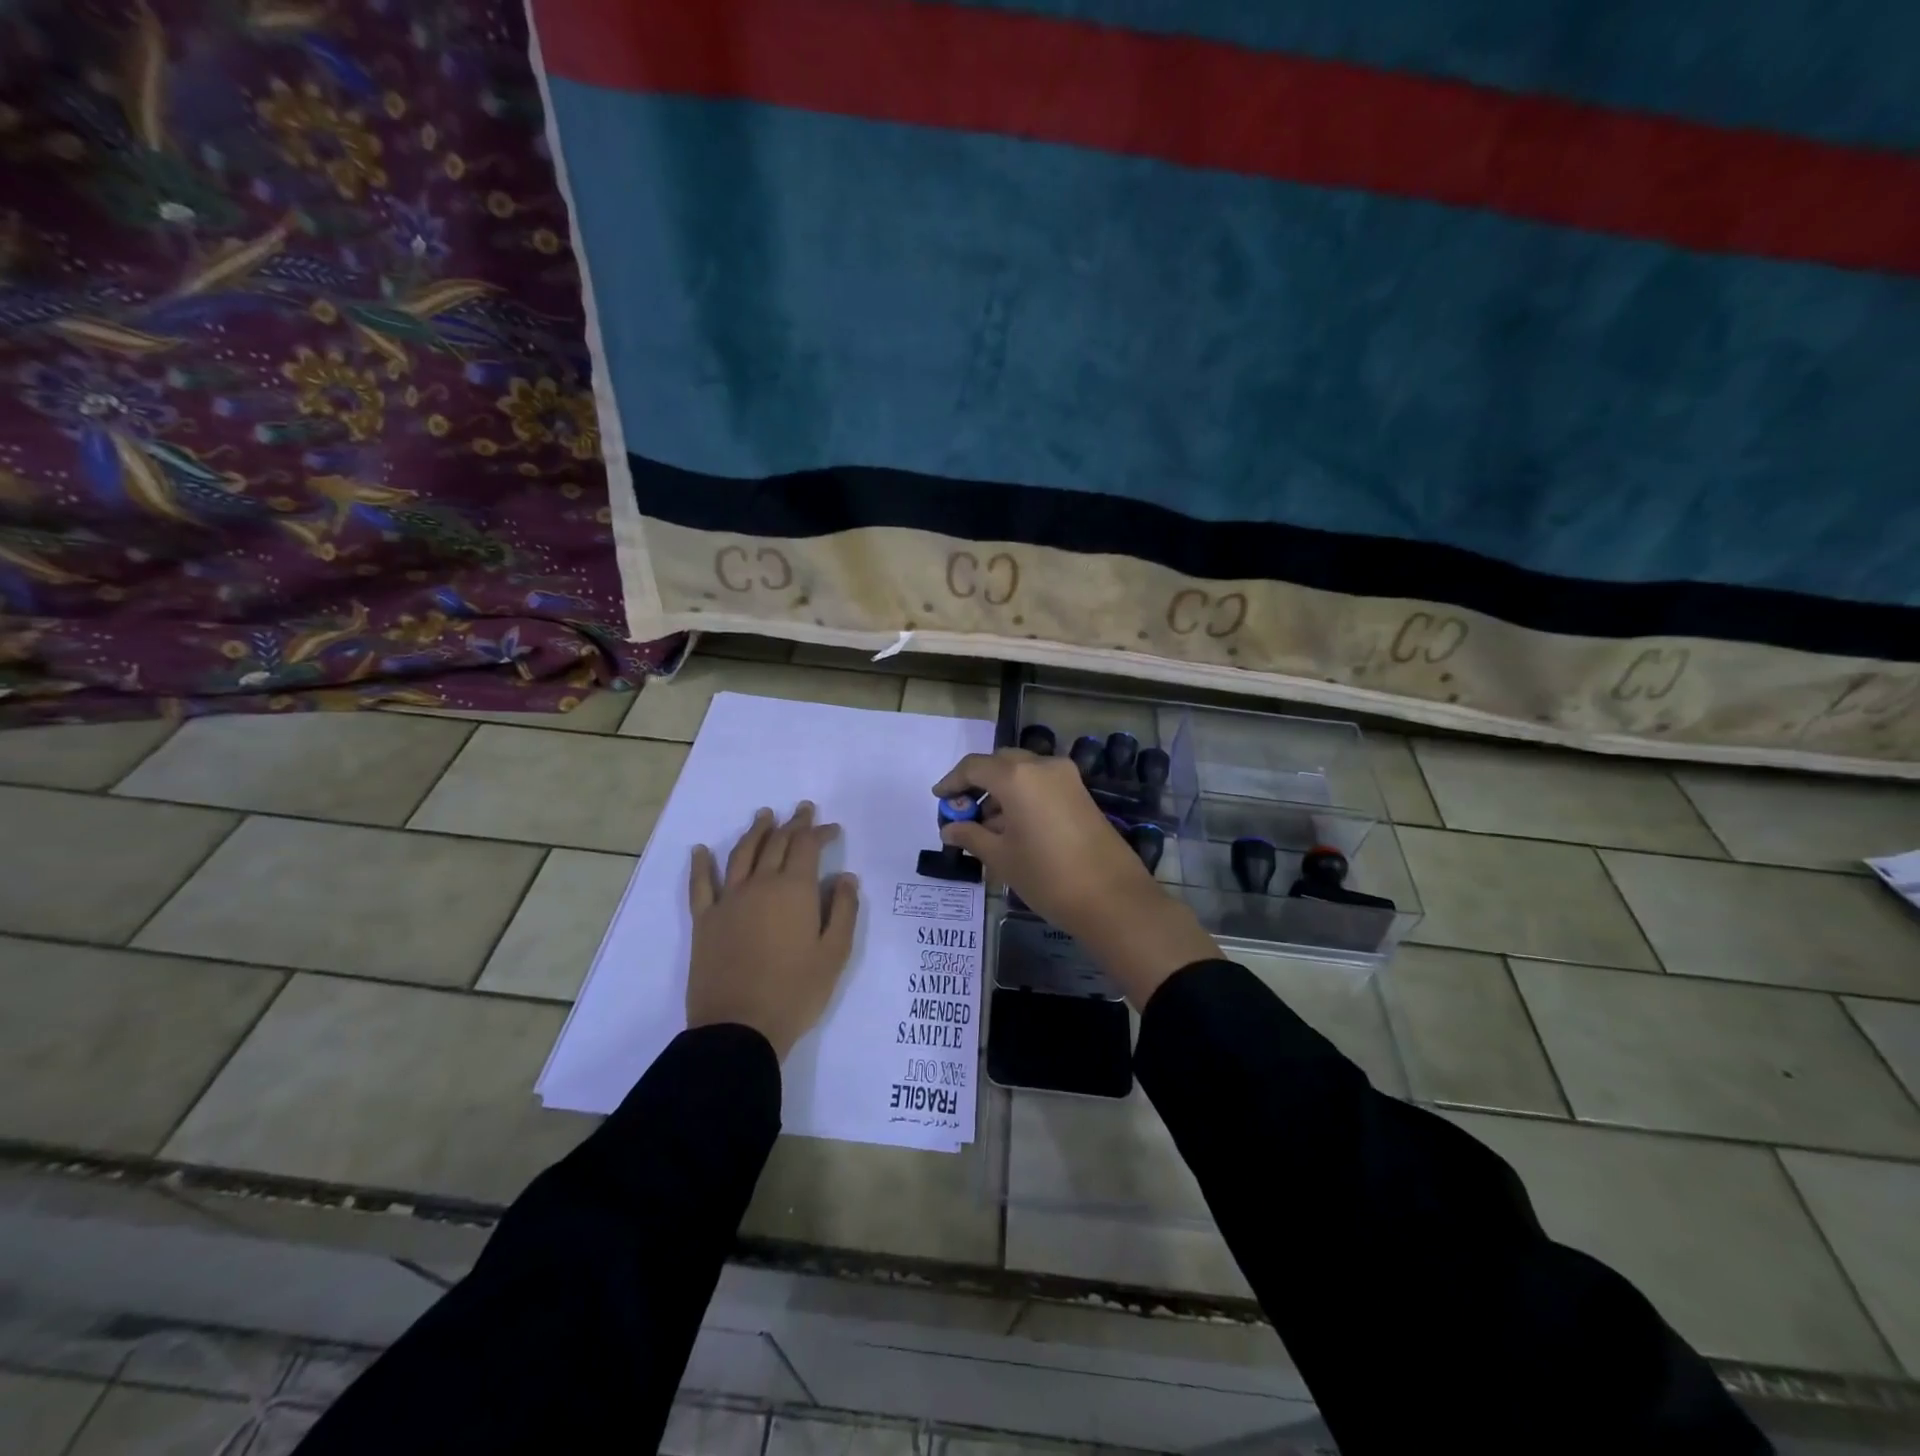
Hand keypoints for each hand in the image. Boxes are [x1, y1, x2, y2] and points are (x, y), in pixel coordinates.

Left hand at [686, 803, 859, 1059]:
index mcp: (795, 890)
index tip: (832, 829)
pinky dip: (701, 864)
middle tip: (802, 810)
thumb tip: (846, 877)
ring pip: (742, 854)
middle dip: (793, 824)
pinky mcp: (705, 921)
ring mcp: (729, 901)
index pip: (807, 847)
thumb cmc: (796, 991)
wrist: (740, 1027)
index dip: (820, 832)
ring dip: (756, 831)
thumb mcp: (835, 953)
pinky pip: (700, 885)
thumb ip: (843, 910)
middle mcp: (760, 885)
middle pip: (776, 843)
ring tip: (764, 816)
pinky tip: (701, 850)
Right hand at [932, 750, 1217, 1004]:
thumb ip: (971, 836)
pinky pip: (1042, 785)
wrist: (1112, 898)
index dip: (952, 782)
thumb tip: (950, 828)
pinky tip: (1013, 829)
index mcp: (1017, 776)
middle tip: (962, 812)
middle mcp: (1043, 766)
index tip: (939, 799)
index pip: (974, 767)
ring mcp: (1067, 778)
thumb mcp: (1001, 857)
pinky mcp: (1081, 794)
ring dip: (1001, 793)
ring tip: (985, 829)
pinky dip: (1023, 798)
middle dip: (978, 784)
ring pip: (1023, 773)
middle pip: (1001, 764)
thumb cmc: (1047, 876)